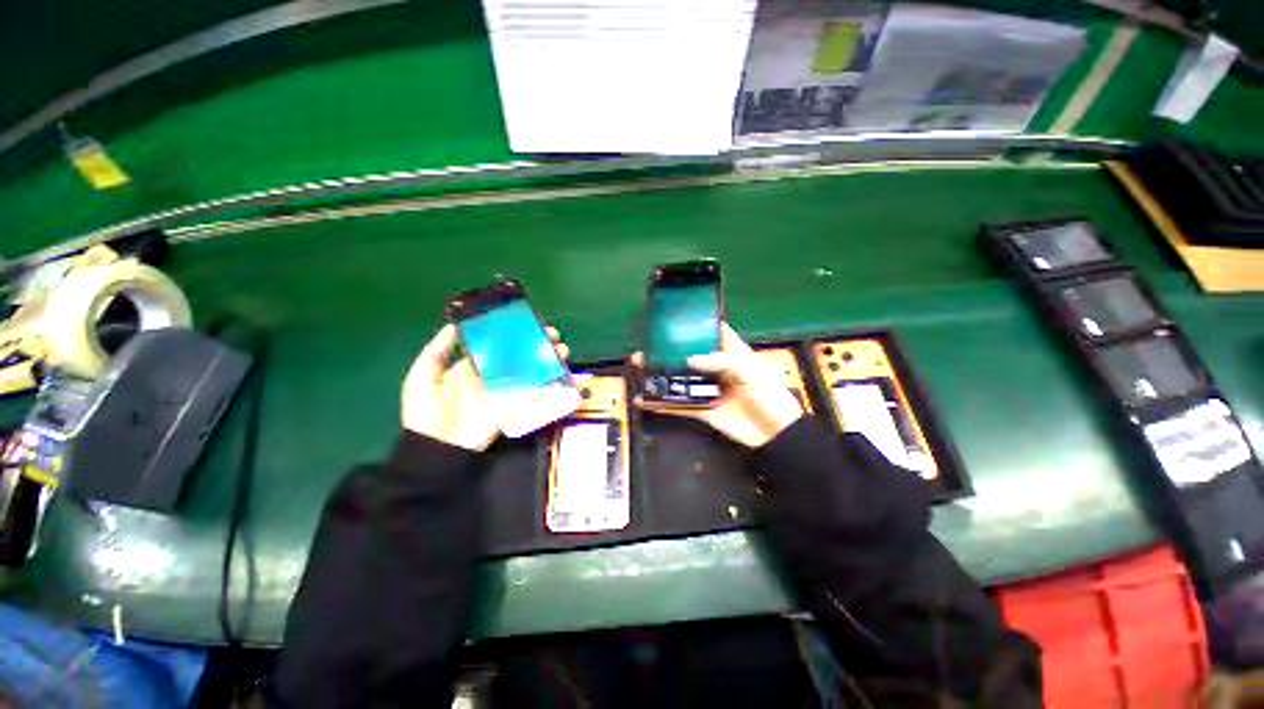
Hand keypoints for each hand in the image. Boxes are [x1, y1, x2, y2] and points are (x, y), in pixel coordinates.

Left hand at [402, 324, 568, 451]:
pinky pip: (535, 393)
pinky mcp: (515, 407)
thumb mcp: (422, 378)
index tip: (528, 321)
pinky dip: (550, 384)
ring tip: (561, 350)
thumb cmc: (426, 413)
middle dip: (537, 344)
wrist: (438, 450)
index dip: (513, 333)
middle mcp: (494, 376)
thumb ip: (436, 352)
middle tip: (551, 335)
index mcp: (473, 366)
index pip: (498, 345)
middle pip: (520, 356)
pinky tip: (562, 373)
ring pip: (531, 371)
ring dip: (548, 360)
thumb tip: (452, 326)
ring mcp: (507, 391)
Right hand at [633, 323, 803, 448]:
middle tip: (647, 343)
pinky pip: (678, 405)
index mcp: (730, 352)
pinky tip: (644, 399)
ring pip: (679, 378)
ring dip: (660, 373)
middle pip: (688, 354)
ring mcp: (707, 388)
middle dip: (668, 349)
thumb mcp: (749, 370)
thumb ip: (720, 361)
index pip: (710, 332)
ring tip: (639, 365)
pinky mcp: (702, 409)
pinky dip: (661, 404)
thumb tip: (688, 359)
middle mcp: (715, 367)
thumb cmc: (769, 394)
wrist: (776, 433)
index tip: (672, 317)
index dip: (694, 324)